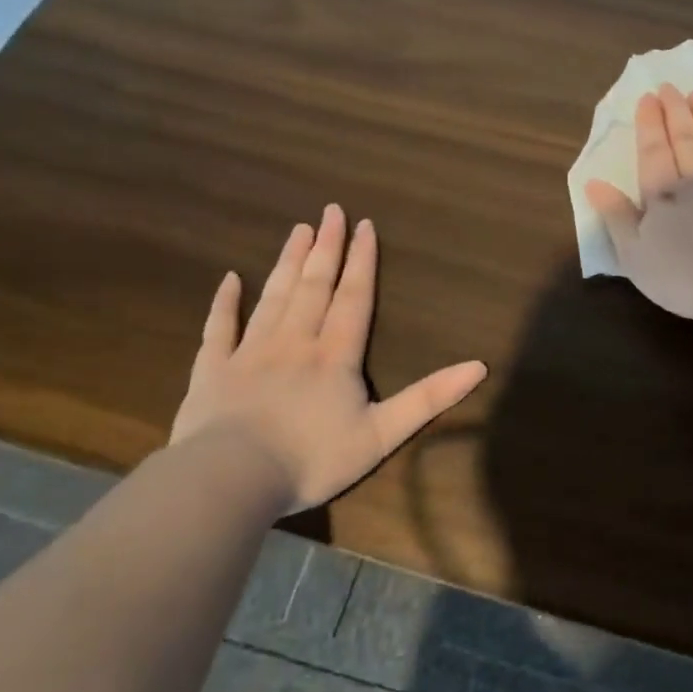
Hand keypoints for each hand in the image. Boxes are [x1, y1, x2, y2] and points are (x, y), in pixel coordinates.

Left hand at [169, 204, 487, 511]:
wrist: (231, 480)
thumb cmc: (312, 458)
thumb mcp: (383, 434)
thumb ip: (430, 398)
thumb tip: (479, 366)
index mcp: (335, 355)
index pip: (353, 298)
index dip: (362, 261)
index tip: (364, 225)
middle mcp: (295, 341)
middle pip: (314, 286)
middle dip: (326, 247)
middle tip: (330, 210)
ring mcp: (250, 352)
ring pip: (274, 297)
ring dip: (288, 263)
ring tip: (298, 230)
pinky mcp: (213, 370)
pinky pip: (220, 328)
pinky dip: (225, 302)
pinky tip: (230, 279)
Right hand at [584, 84, 692, 319]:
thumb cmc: (687, 278)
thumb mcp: (636, 257)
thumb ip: (616, 217)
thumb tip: (594, 183)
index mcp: (665, 195)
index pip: (654, 151)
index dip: (650, 124)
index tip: (648, 98)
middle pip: (687, 139)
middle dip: (677, 112)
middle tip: (671, 87)